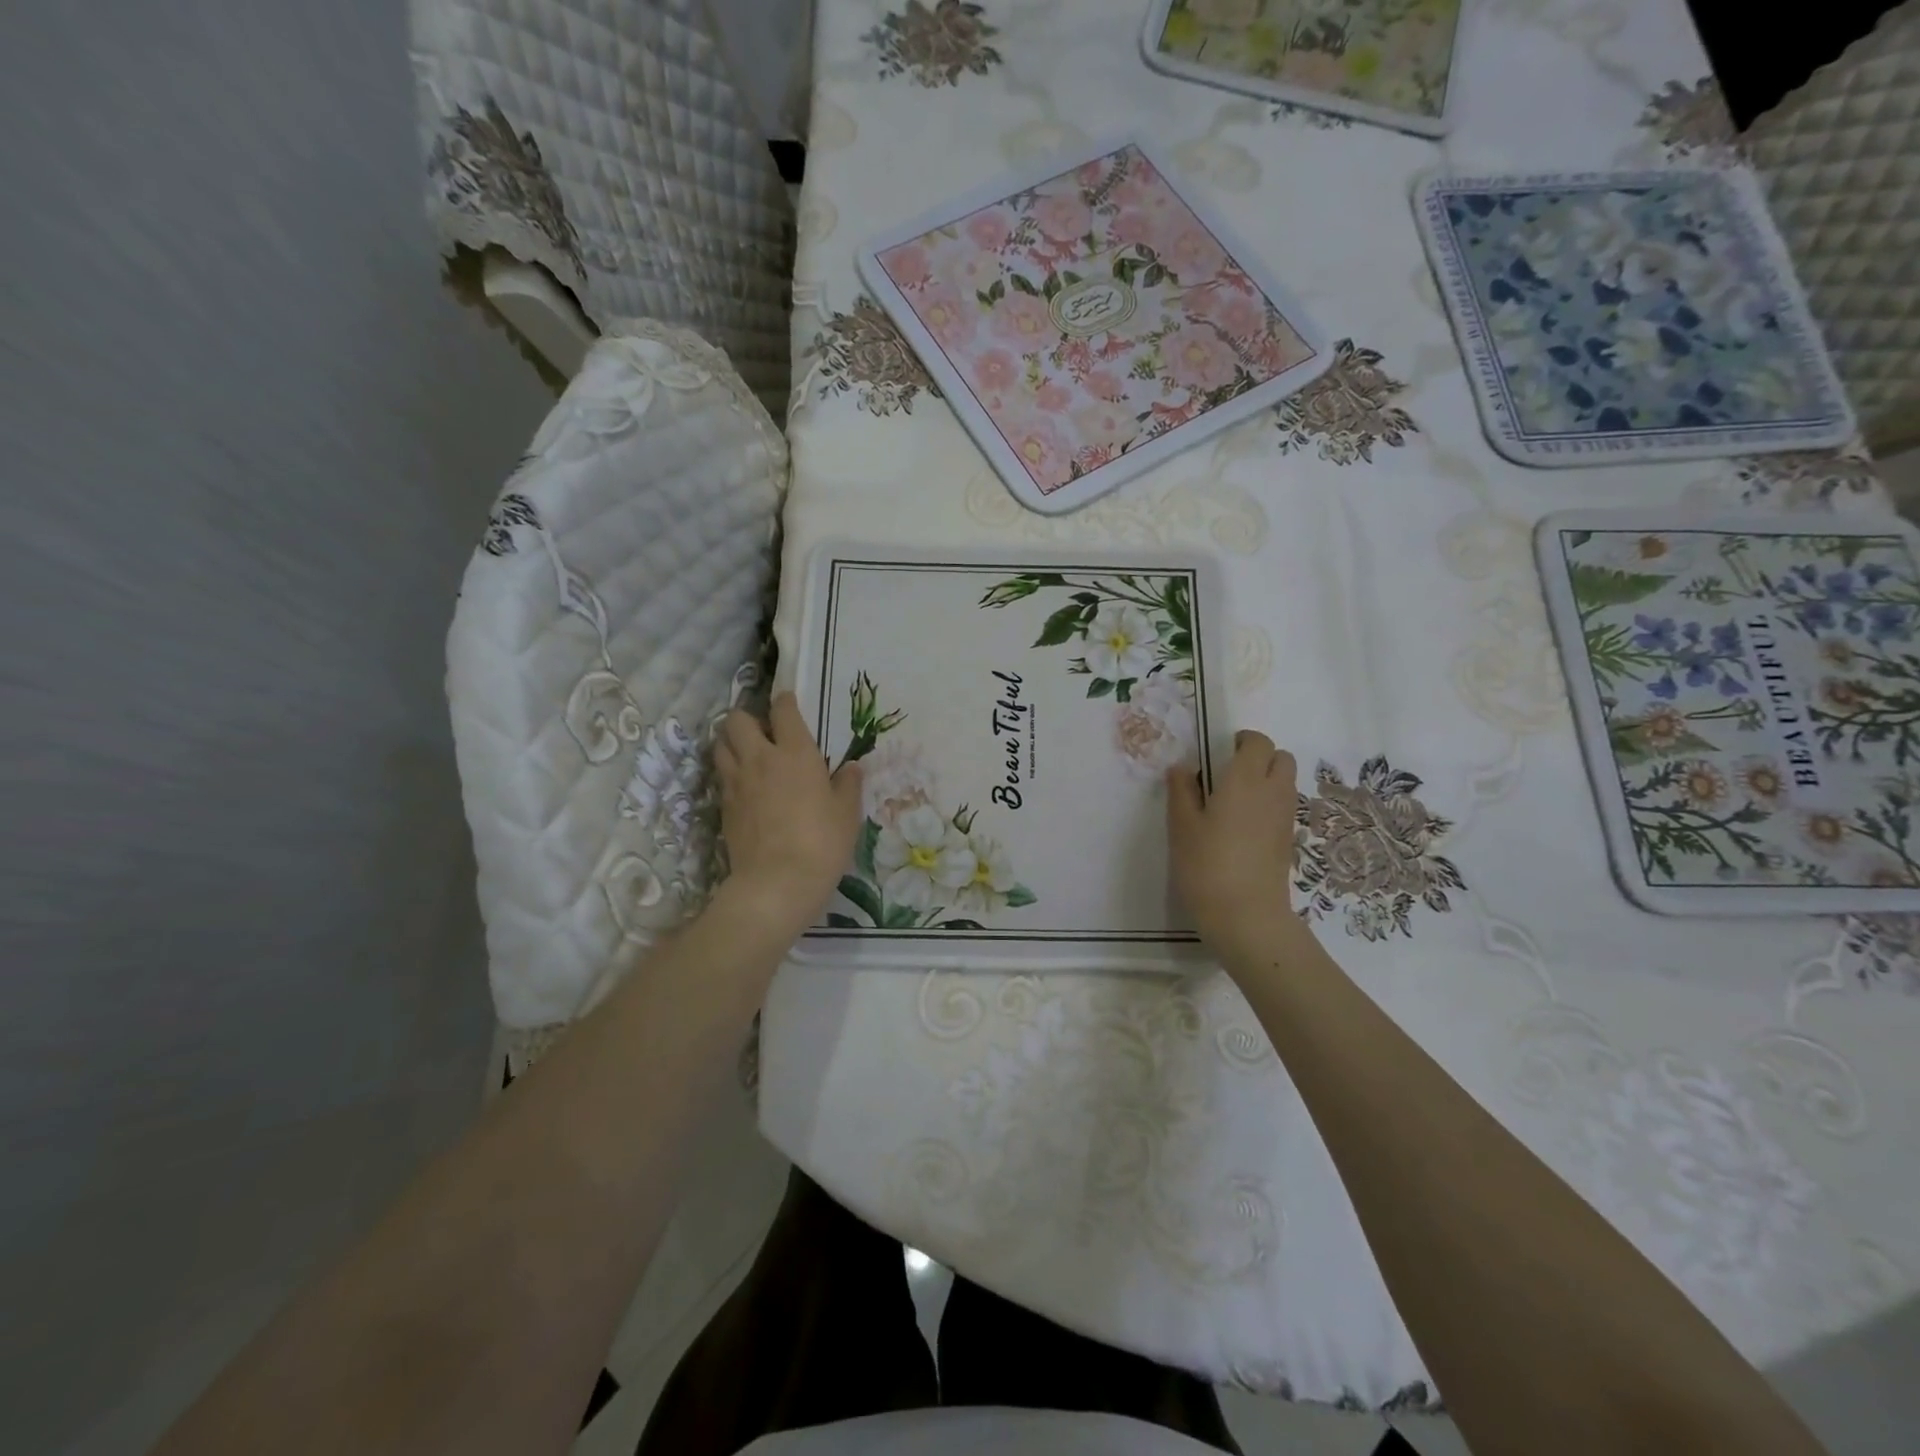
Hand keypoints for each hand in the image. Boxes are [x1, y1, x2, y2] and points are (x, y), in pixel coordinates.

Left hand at [715, 693, 862, 935]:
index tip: (788, 702)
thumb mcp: (847, 814)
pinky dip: (730, 771)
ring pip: (721, 744)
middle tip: (764, 732)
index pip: (783, 711)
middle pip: (738, 720)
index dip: (784, 701)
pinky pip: (722, 775)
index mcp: (796, 753)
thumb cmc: (822, 842)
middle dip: (748, 718)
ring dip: (732, 741)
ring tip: (748, 753)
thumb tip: (852, 768)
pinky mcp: (724, 806)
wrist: (777, 882)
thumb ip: (848, 785)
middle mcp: (761, 759)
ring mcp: (737, 782)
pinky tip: (745, 784)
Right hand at [1166, 731, 1298, 951]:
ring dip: (1266, 781)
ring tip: (1233, 802)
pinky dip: (1268, 805)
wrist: (1245, 915)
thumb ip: (1182, 791)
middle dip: (1259, 757)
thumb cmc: (1206, 865)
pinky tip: (1243, 828)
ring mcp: (1286, 818)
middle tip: (1228, 775)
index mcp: (1245, 780)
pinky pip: (1283, 807)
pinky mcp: (1289, 841)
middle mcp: (1272, 792)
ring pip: (1285, 782)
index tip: (1218, 754)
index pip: (1257, 742)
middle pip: (1281, 758)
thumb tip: (1182, 768)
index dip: (1241, 741)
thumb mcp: (1181, 826)